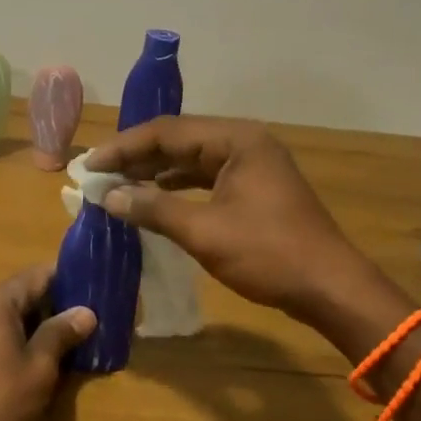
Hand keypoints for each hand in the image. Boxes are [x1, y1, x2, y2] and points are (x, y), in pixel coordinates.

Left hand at [0, 266, 96, 420]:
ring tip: (76, 336)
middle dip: (57, 303)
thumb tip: (86, 311)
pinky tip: (45, 354)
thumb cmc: (0, 403)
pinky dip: (22, 336)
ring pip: (12, 314)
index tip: (96, 286)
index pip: (38, 275)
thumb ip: (61, 333)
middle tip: (92, 315)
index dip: (69, 278)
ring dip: (41, 322)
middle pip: (24, 292)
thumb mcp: (40, 368)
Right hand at [86, 117, 386, 326]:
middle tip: (97, 175)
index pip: (167, 132)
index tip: (89, 166)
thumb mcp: (204, 232)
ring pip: (191, 159)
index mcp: (236, 140)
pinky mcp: (254, 188)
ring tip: (116, 186)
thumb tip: (108, 197)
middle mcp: (244, 142)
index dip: (124, 148)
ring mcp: (251, 165)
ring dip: (154, 172)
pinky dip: (176, 187)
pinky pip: (205, 177)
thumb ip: (154, 209)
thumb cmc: (269, 255)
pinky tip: (152, 199)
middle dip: (136, 158)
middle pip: (178, 140)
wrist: (331, 288)